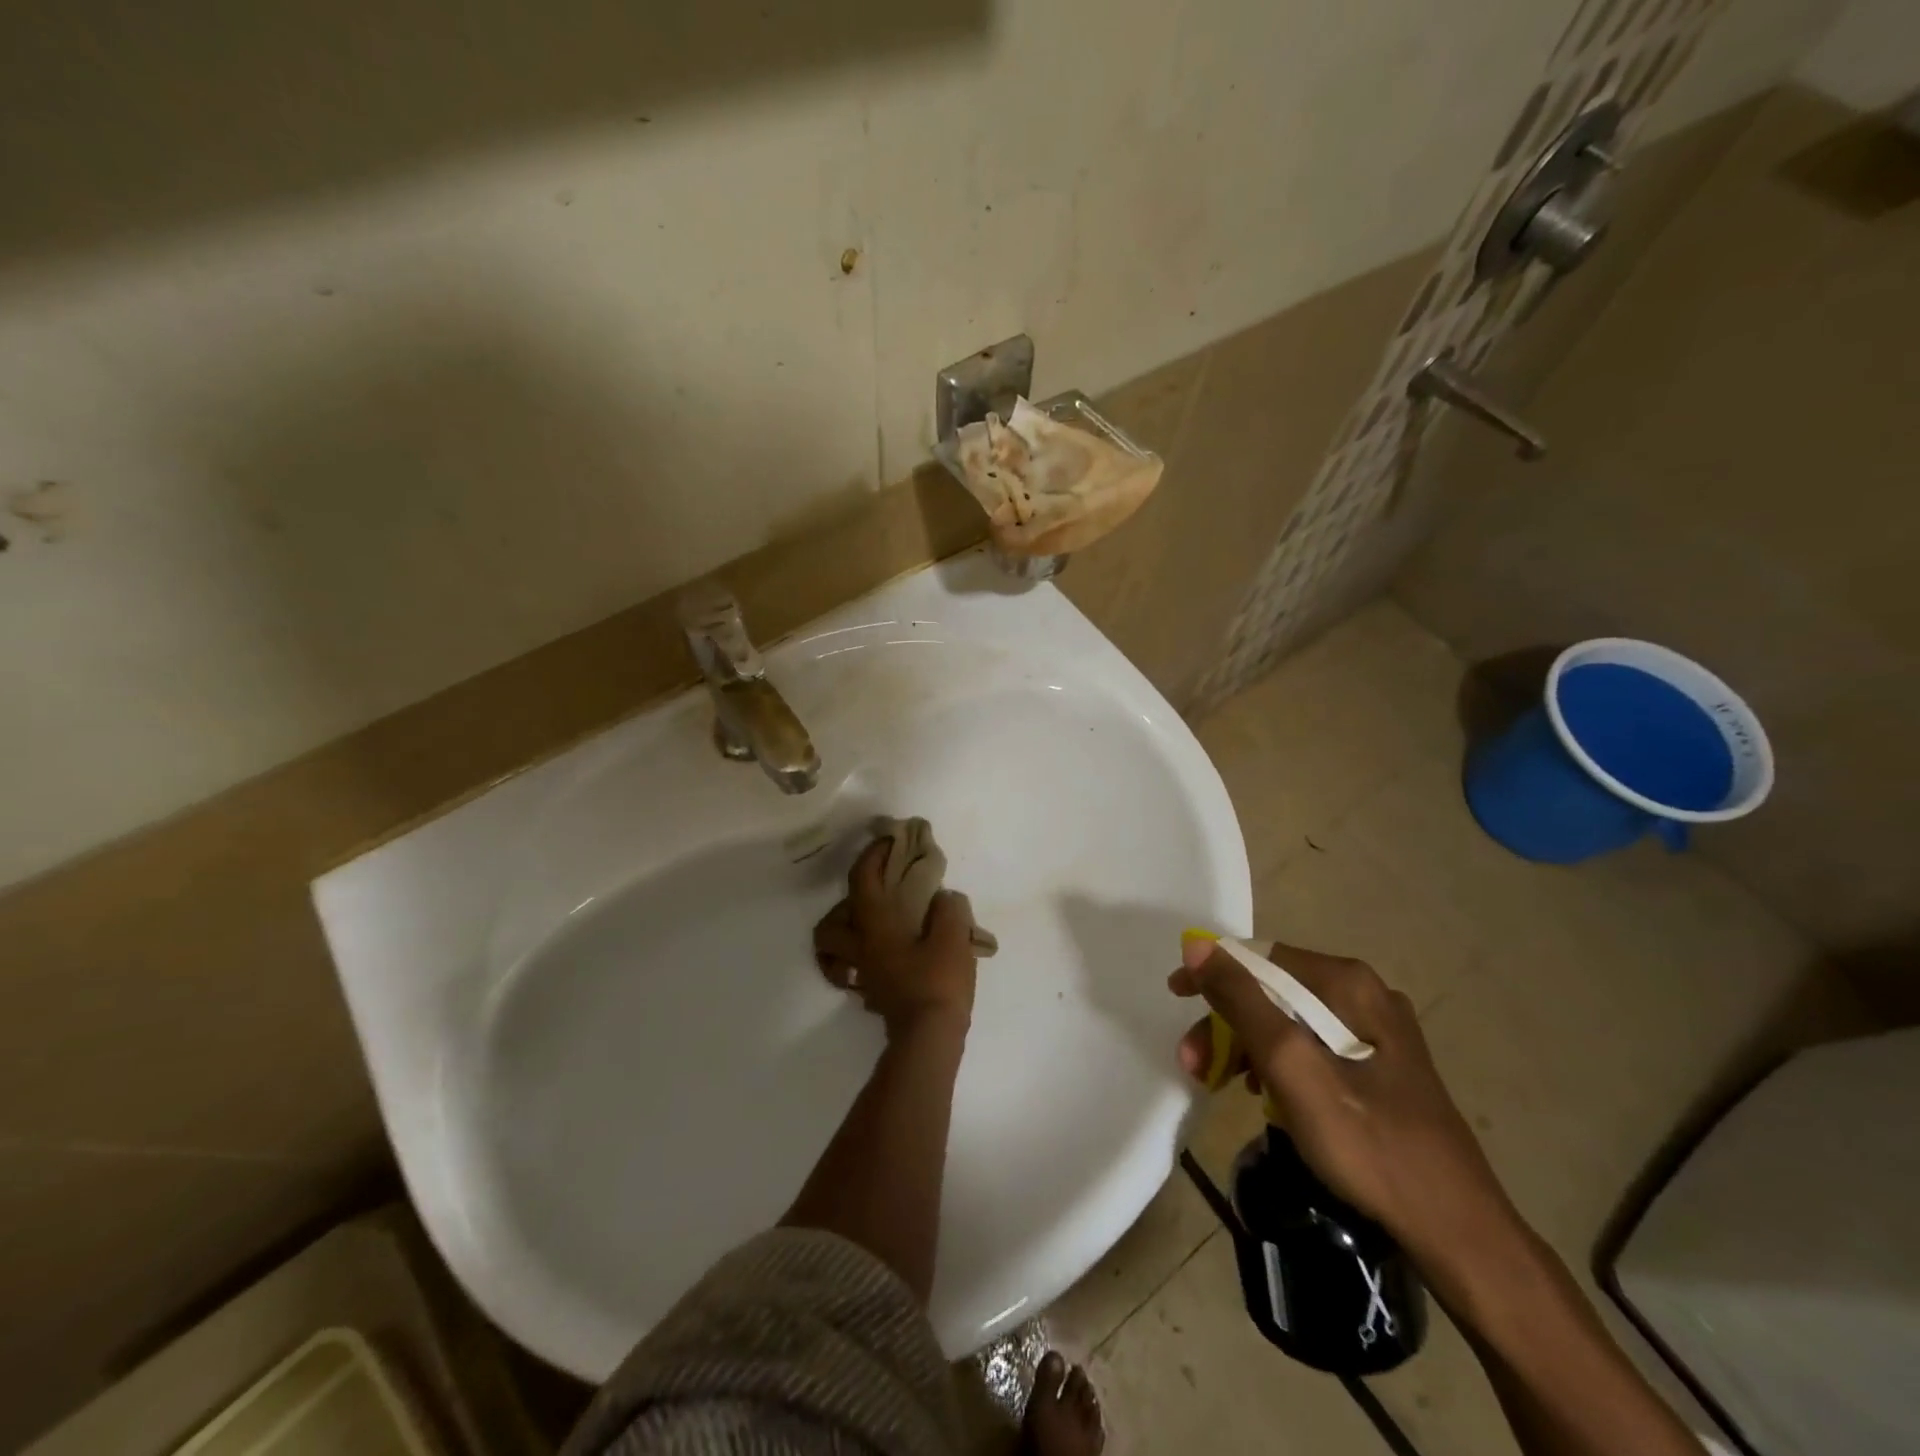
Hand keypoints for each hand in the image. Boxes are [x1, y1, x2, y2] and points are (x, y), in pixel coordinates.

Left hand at [813, 840, 978, 1037]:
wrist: (930, 1038)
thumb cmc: (938, 981)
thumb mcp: (954, 937)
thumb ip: (949, 910)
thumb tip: (944, 900)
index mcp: (874, 927)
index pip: (861, 881)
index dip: (871, 856)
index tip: (887, 843)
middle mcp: (860, 949)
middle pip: (828, 926)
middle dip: (842, 908)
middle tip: (872, 900)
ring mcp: (863, 976)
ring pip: (834, 954)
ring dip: (845, 938)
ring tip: (873, 930)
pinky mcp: (873, 997)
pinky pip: (856, 974)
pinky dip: (863, 962)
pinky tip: (888, 959)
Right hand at [1171, 938, 1522, 1274]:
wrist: (1456, 1232)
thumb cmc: (1368, 1144)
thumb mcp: (1292, 1068)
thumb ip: (1243, 1002)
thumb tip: (1196, 943)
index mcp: (1348, 983)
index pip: (1260, 958)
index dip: (1212, 975)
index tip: (1176, 998)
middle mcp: (1364, 994)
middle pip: (1273, 991)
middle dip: (1227, 1022)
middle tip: (1194, 1063)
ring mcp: (1377, 1031)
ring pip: (1289, 1021)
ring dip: (1247, 1046)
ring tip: (1220, 1083)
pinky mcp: (1381, 1066)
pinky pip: (1311, 1046)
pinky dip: (1278, 1064)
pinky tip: (1263, 1093)